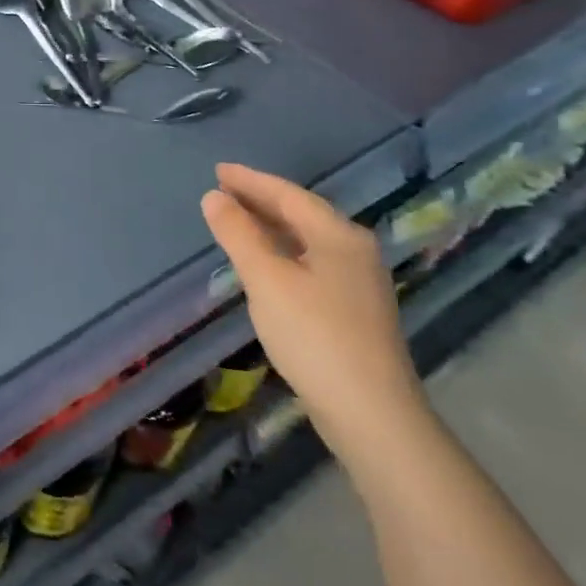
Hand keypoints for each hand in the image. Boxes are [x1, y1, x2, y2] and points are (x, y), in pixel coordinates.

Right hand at [200, 163, 426, 466]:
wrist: (372, 414)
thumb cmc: (314, 336)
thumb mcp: (266, 280)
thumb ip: (238, 234)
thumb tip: (213, 197)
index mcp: (338, 235)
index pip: (288, 194)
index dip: (250, 181)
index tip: (218, 170)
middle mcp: (355, 250)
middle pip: (301, 213)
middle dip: (260, 200)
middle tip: (223, 190)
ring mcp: (359, 281)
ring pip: (307, 239)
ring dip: (271, 226)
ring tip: (237, 220)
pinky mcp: (355, 309)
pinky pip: (312, 261)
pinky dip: (283, 251)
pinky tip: (266, 263)